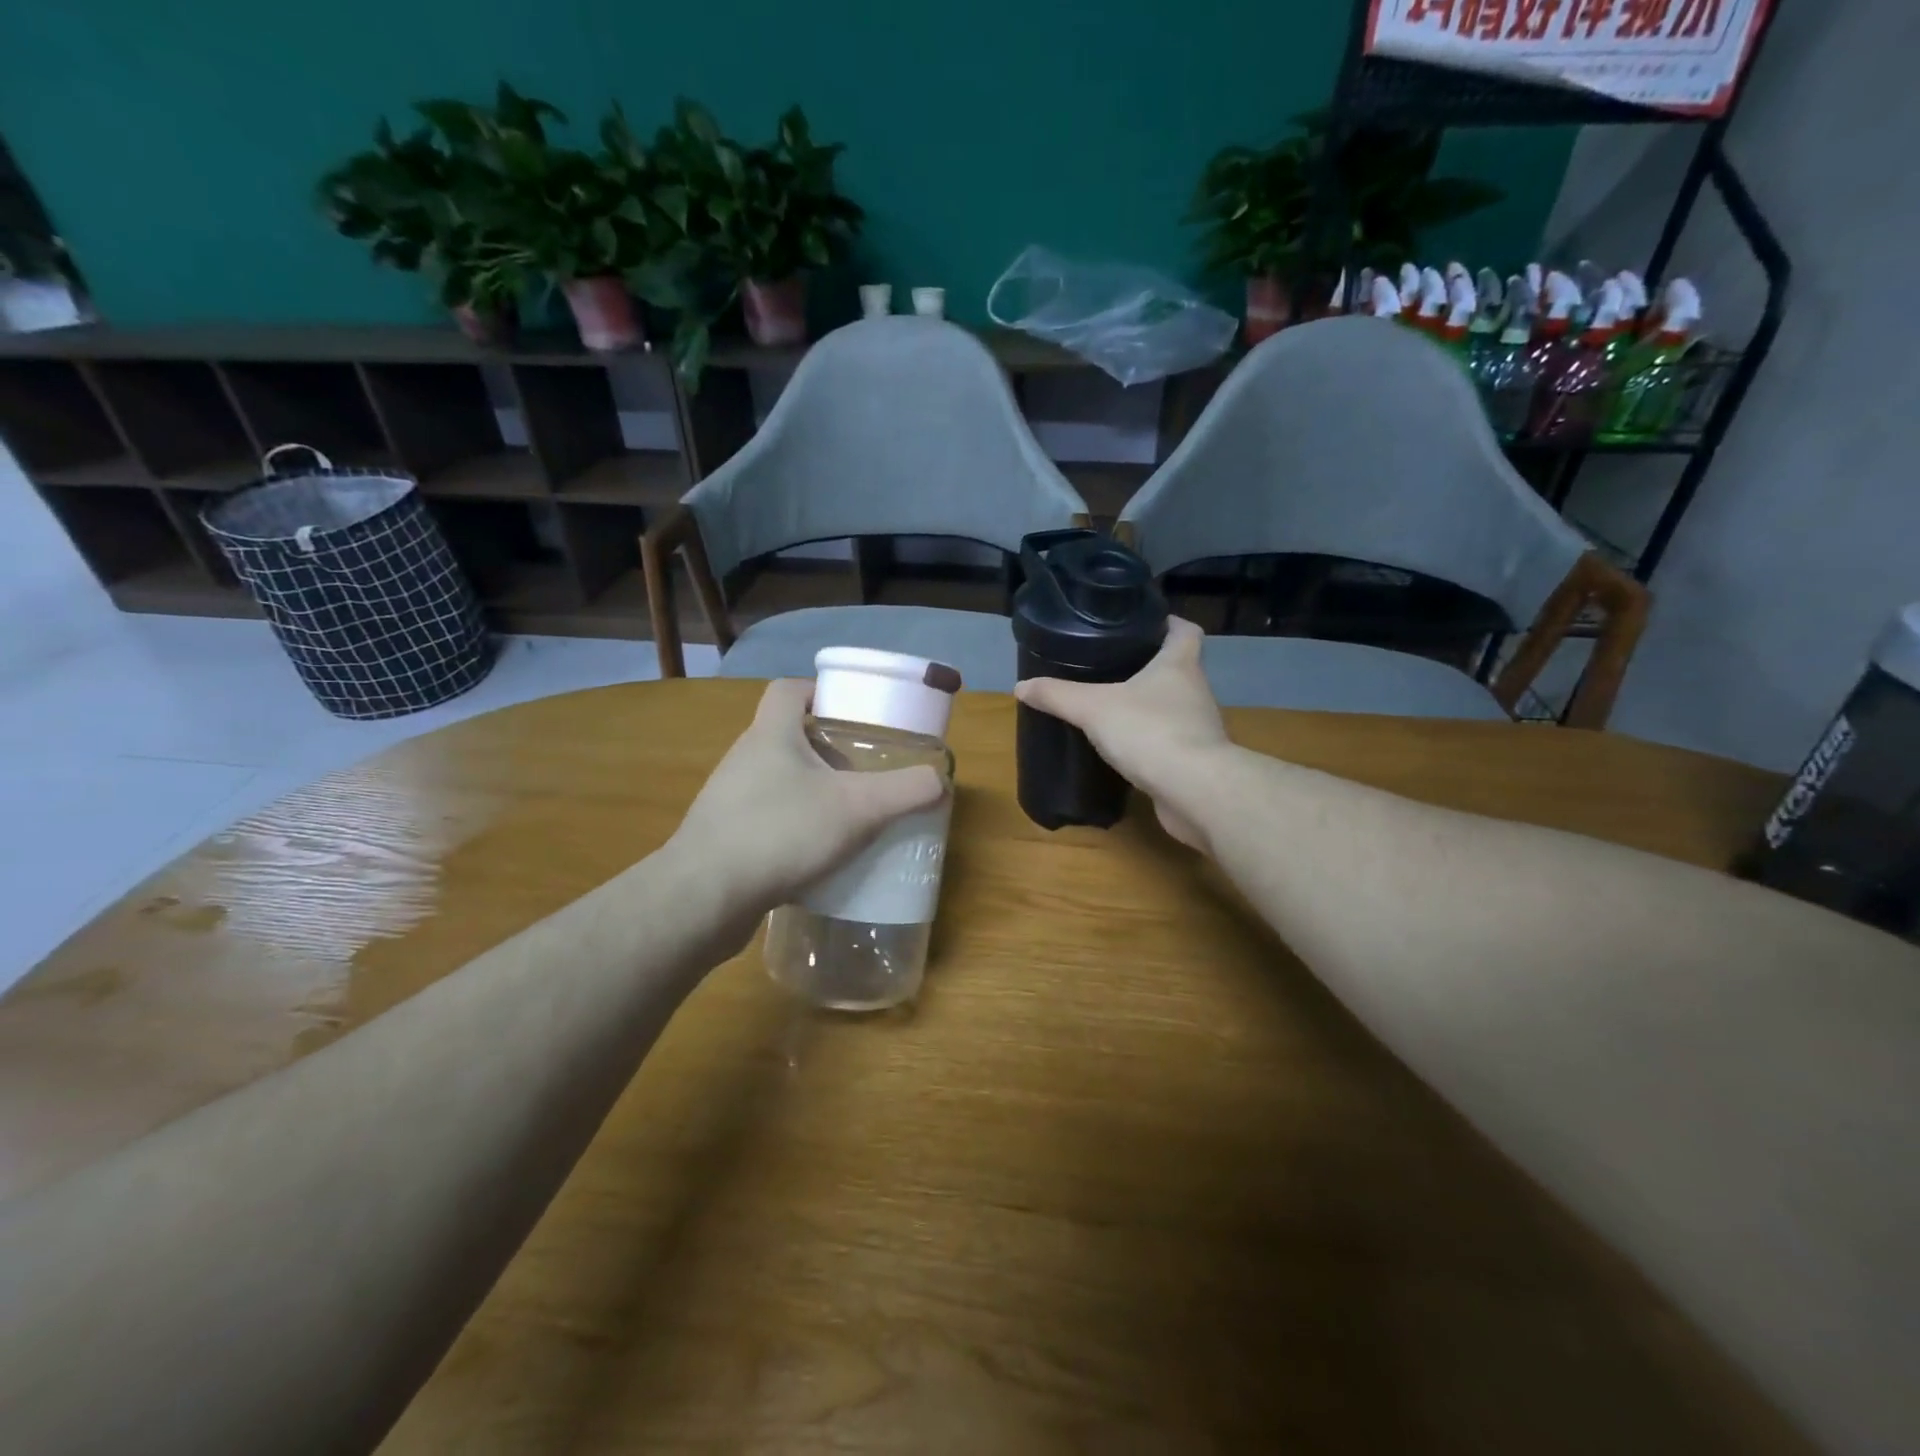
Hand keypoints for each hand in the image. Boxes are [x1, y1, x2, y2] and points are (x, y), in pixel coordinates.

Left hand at [667, 679, 945, 917]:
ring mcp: (728, 799)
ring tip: (845, 815)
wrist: (704, 897)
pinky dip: (792, 827)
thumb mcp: (858, 809)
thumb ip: (905, 792)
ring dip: (809, 791)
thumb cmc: (781, 832)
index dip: (819, 692)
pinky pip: (765, 819)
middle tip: (862, 770)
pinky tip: (816, 855)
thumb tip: (940, 781)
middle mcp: (744, 758)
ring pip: (776, 781)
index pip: (789, 690)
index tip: (851, 713)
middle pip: (787, 736)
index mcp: (771, 734)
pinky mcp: (723, 837)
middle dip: (826, 749)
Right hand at [1014, 618, 1232, 850]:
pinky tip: (1126, 748)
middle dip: (1149, 666)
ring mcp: (1199, 727)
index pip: (1184, 630)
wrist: (1194, 790)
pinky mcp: (1196, 759)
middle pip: (1178, 667)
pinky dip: (1151, 740)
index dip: (1167, 623)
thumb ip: (1057, 695)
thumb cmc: (1149, 731)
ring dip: (1150, 705)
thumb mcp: (1093, 708)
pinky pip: (1171, 740)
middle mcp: (1196, 690)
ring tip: (1114, 706)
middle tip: (1113, 665)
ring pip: (1173, 706)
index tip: (1144, 624)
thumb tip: (1021, 686)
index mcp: (1179, 665)